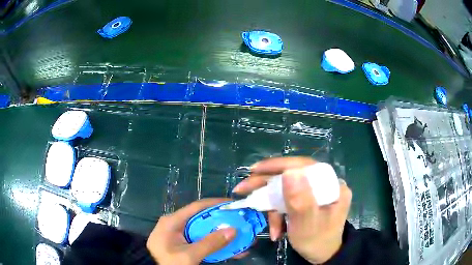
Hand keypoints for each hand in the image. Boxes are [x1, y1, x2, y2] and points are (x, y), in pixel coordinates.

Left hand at [147, 198, 236, 264]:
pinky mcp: (183, 245)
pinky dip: (215, 244)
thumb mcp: (189, 255)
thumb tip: (233, 230)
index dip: (217, 204)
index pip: (198, 207)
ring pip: (204, 231)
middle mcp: (176, 224)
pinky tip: (230, 250)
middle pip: (203, 219)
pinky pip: (201, 241)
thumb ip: (210, 243)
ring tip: (241, 238)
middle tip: (241, 223)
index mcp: (173, 221)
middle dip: (223, 222)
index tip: (235, 205)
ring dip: (222, 235)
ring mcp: (180, 235)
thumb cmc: (168, 263)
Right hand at [232, 157, 351, 263]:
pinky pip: (287, 200)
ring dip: (269, 203)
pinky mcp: (306, 201)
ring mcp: (315, 193)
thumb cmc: (316, 242)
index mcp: (332, 186)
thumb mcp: (307, 224)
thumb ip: (300, 200)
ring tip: (253, 210)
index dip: (279, 165)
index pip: (304, 166)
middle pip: (292, 175)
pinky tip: (275, 229)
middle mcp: (325, 184)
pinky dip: (277, 213)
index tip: (255, 170)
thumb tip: (289, 171)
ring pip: (286, 189)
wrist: (320, 256)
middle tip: (242, 189)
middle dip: (266, 184)